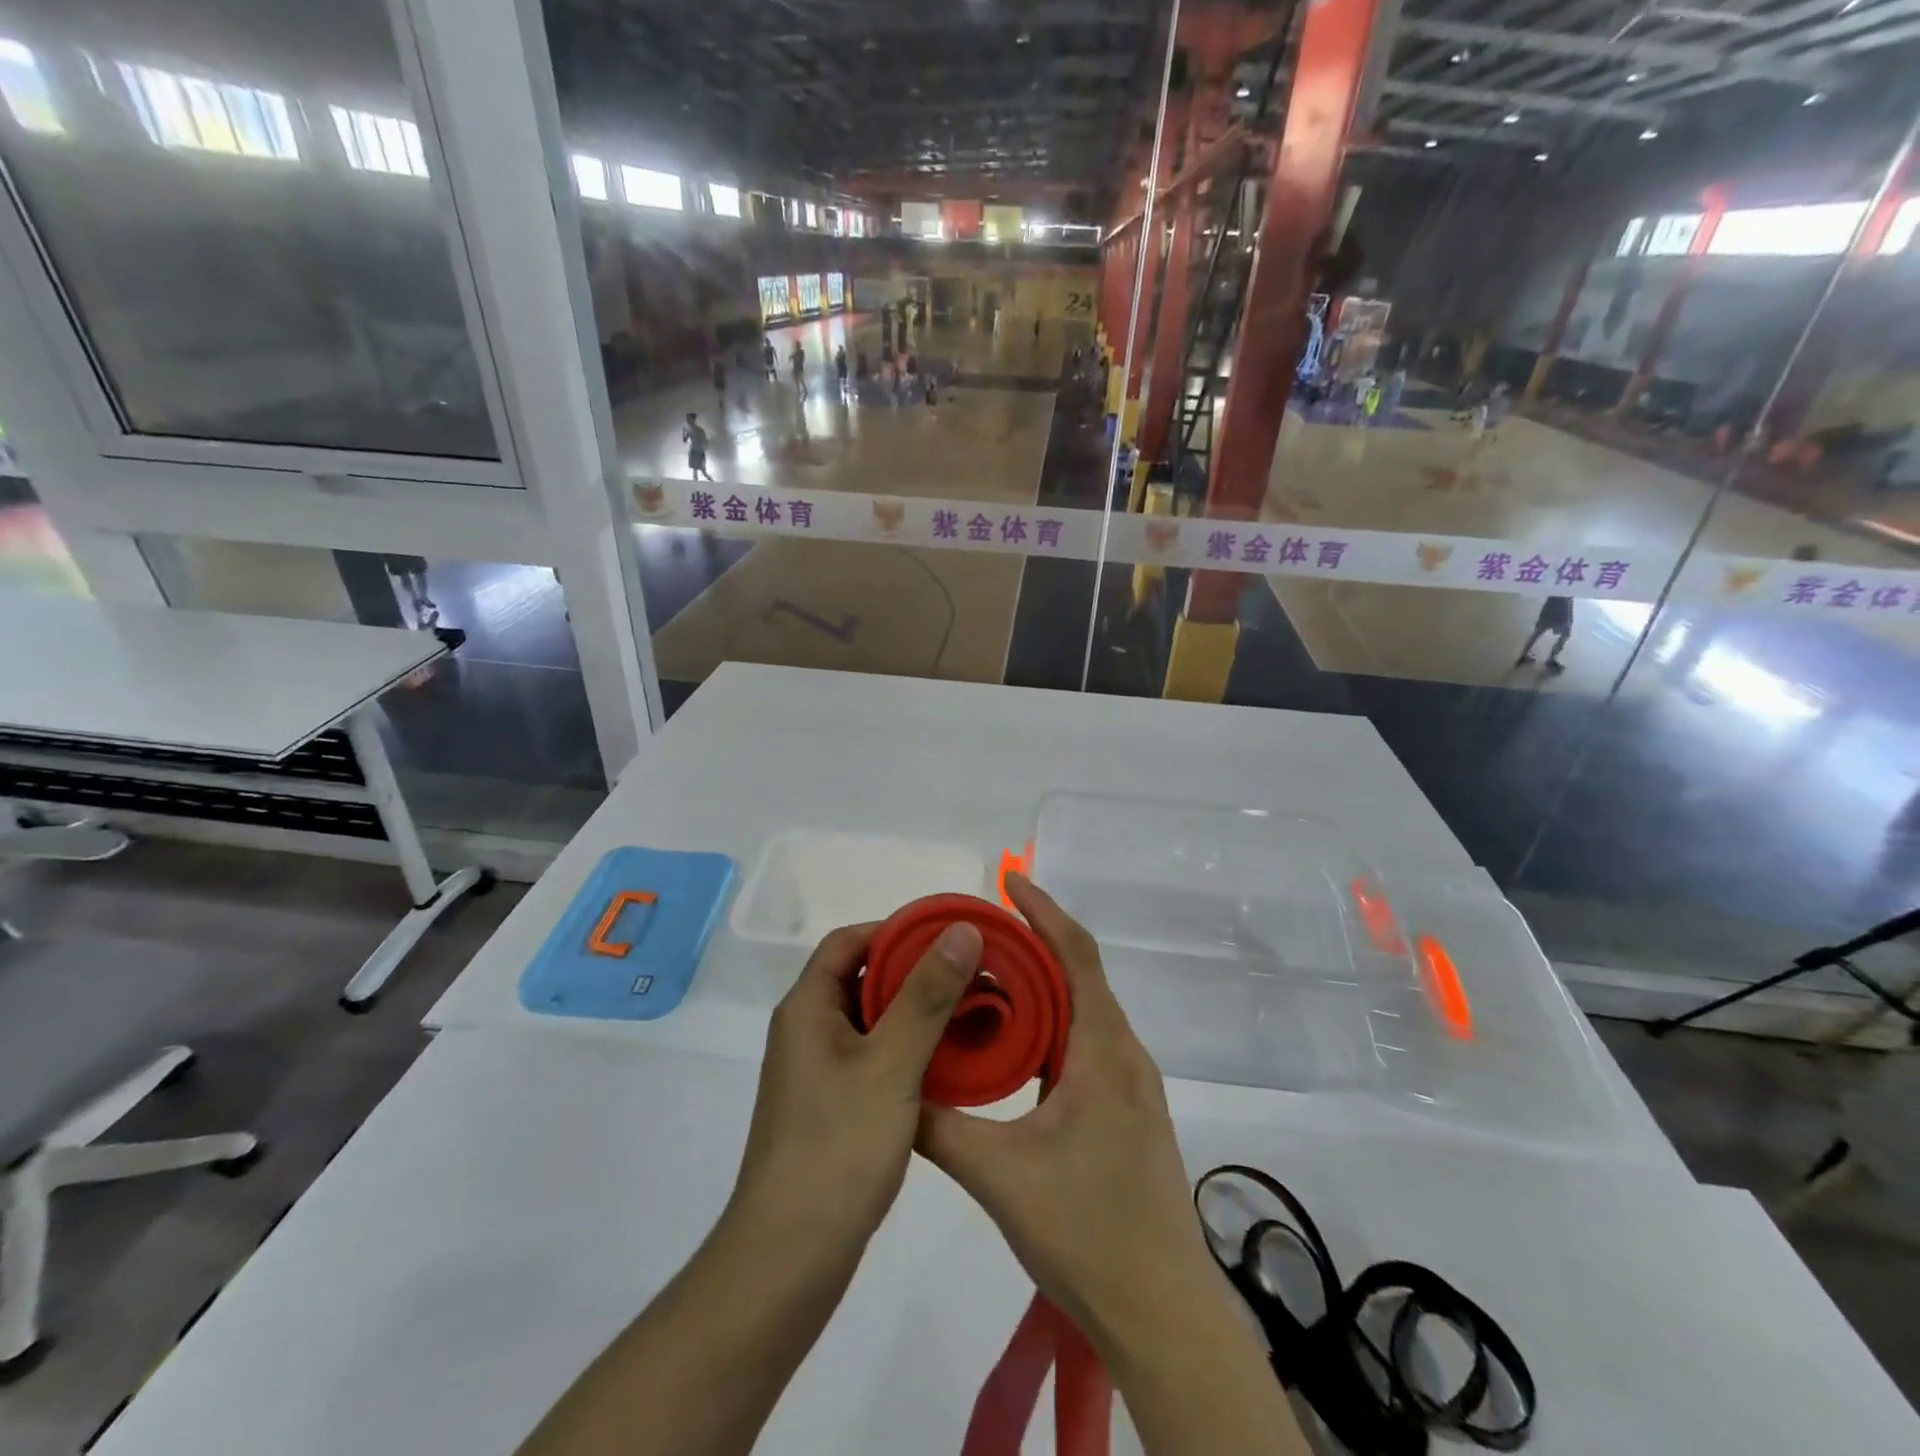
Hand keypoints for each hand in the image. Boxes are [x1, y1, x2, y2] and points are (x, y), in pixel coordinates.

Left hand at [728, 918, 983, 1256]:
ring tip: (969, 1013)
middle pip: (861, 978)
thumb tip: (960, 930)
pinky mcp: (830, 1106)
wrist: (789, 1259)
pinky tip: (947, 1063)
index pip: (849, 941)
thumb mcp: (891, 1063)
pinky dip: (908, 1048)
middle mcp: (806, 1030)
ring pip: (871, 1020)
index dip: (896, 930)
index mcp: (807, 1007)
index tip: (948, 937)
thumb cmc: (838, 1148)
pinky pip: (873, 1057)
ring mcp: (816, 1071)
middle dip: (915, 971)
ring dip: (915, 1011)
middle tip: (971, 975)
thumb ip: (927, 994)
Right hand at [915, 874, 1217, 1353]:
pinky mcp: (1126, 1111)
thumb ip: (940, 1128)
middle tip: (978, 932)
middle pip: (1080, 975)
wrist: (1162, 1312)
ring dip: (1042, 987)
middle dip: (1033, 944)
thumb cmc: (1087, 1232)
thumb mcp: (999, 1177)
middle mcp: (1123, 1054)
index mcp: (1102, 1051)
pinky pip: (1085, 1044)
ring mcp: (1130, 1084)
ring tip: (987, 978)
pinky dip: (1050, 1026)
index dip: (1043, 911)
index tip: (1009, 880)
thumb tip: (893, 1092)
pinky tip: (1014, 1046)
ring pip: (1083, 1012)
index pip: (1076, 955)